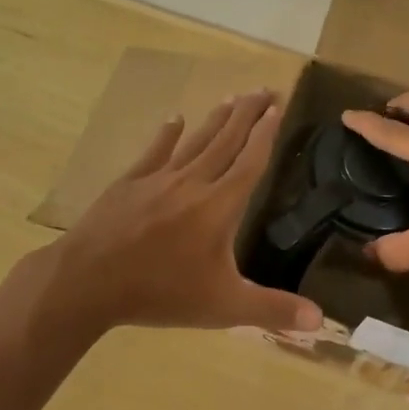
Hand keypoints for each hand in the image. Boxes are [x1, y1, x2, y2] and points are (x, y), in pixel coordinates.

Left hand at [28, 91, 321, 335]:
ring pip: (195, 141)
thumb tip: (321, 320)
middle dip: (247, 114)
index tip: (277, 107)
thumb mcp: (223, 307)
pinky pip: (154, 152)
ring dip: (216, 119)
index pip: (250, 161)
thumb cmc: (160, 293)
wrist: (87, 282)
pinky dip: (167, 134)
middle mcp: (193, 182)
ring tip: (232, 97)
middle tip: (263, 89)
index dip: (266, 134)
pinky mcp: (129, 184)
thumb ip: (272, 310)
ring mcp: (158, 179)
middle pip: (226, 141)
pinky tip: (174, 119)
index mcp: (220, 205)